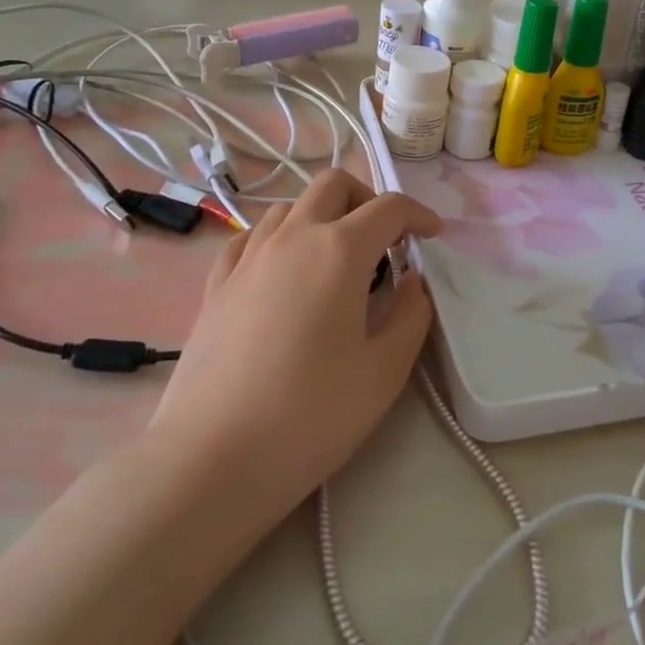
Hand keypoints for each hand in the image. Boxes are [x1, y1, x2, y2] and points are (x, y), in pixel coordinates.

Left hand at [148, 169, 442, 527]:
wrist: (212, 459)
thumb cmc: (310, 415)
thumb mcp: (384, 371)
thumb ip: (411, 315)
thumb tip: (412, 282)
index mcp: (339, 251)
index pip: (388, 208)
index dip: (418, 214)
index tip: (433, 236)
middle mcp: (292, 238)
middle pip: (332, 185)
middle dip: (367, 198)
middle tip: (384, 240)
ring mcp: (247, 258)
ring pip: (289, 207)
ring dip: (322, 216)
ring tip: (336, 259)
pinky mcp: (216, 285)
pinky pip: (250, 238)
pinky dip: (278, 239)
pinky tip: (283, 272)